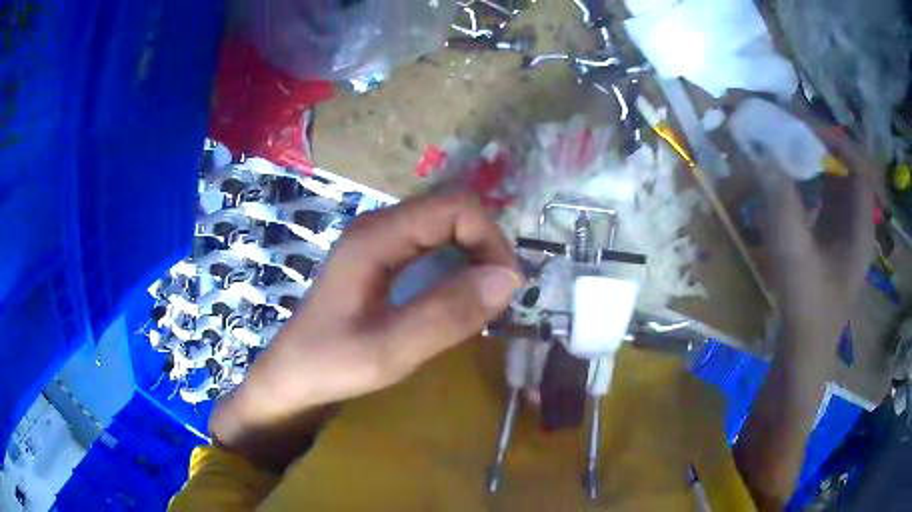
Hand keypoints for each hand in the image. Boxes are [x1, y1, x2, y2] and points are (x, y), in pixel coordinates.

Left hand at [211, 192, 521, 470]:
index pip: (455, 206)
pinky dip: (457, 262)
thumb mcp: (390, 350)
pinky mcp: (379, 257)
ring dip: (474, 254)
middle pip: (451, 210)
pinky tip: (459, 294)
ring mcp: (377, 240)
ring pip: (443, 226)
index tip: (506, 287)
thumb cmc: (330, 364)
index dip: (490, 238)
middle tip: (500, 295)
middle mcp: (378, 226)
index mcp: (377, 237)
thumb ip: (447, 315)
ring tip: (486, 297)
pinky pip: (430, 244)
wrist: (290, 376)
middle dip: (486, 246)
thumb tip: (508, 280)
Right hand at [758, 137, 874, 353]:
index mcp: (860, 229)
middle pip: (847, 172)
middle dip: (822, 148)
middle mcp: (857, 227)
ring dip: (813, 165)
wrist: (802, 354)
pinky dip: (808, 185)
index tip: (808, 127)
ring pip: (835, 186)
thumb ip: (782, 204)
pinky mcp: (831, 244)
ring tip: (786, 151)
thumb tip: (764, 155)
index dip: (838, 143)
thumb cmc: (806, 309)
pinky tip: (788, 185)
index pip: (860, 169)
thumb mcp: (794, 257)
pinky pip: (824, 201)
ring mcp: (844, 236)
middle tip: (792, 132)